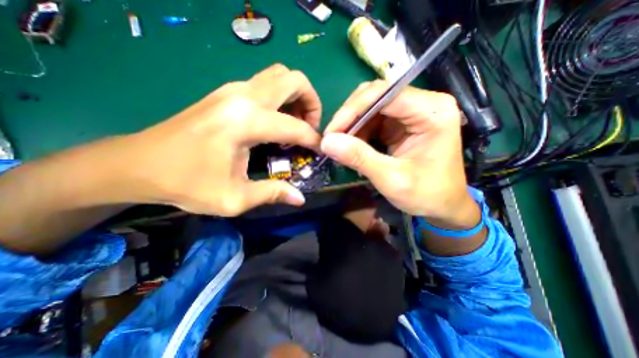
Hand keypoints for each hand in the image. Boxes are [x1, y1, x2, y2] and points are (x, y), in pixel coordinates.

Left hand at [117, 64, 322, 215]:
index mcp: (246, 122)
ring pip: (280, 76)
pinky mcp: (226, 92)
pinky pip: (266, 84)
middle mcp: (243, 96)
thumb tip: (300, 198)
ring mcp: (233, 89)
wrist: (137, 164)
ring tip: (296, 123)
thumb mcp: (234, 198)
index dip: (314, 140)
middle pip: (293, 79)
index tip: (320, 150)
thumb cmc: (186, 183)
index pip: (296, 127)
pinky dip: (281, 97)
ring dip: (296, 96)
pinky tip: (276, 121)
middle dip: (311, 102)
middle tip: (310, 126)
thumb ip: (272, 194)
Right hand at [324, 80, 478, 226]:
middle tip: (332, 140)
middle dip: (350, 117)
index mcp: (432, 112)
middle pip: (376, 96)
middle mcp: (423, 104)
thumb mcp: (391, 179)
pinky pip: (373, 120)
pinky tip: (353, 148)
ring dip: (352, 126)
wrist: (443, 206)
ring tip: (341, 147)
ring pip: (371, 107)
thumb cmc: (426, 195)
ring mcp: (412, 113)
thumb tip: (327, 142)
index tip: (331, 133)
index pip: (384, 94)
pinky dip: (358, 132)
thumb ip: (360, 158)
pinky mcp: (401, 124)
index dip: (352, 110)